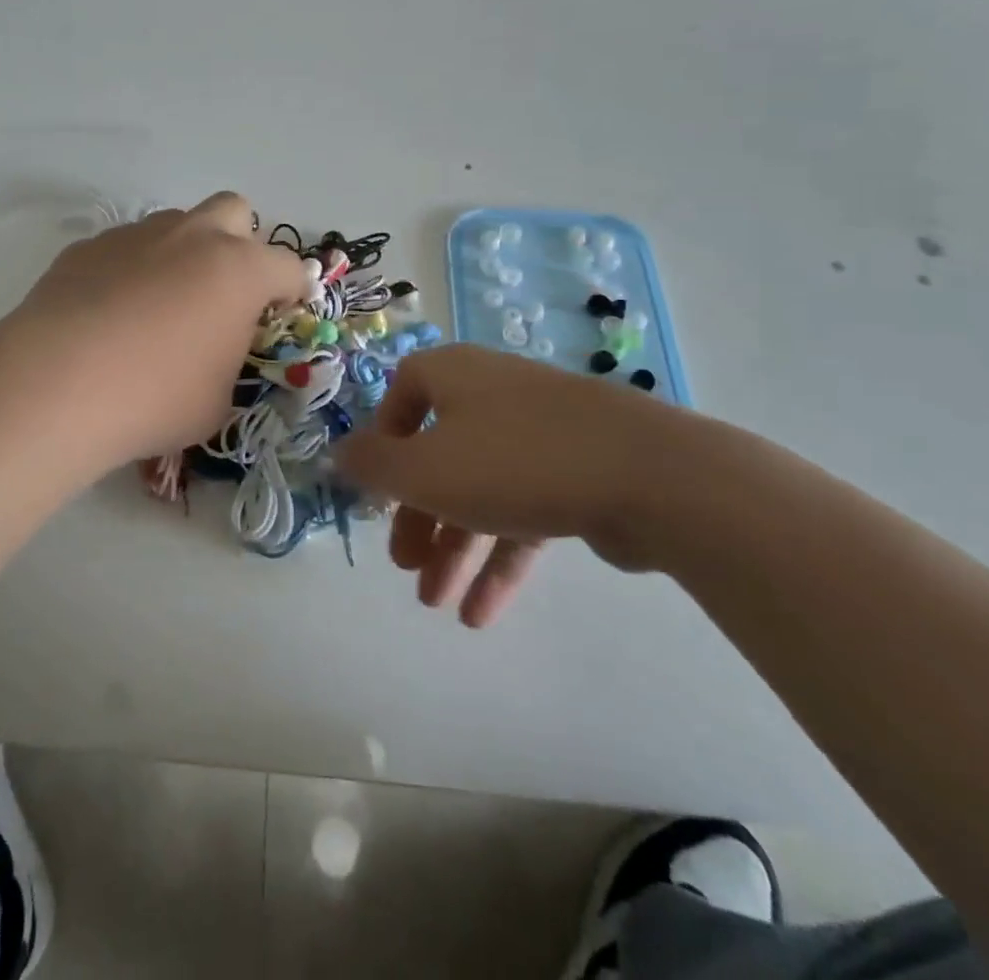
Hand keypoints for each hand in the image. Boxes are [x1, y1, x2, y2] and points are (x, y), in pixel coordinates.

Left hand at [5, 192, 310, 474]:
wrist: (58, 384)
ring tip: (159, 307)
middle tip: (224, 291)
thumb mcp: (217, 400)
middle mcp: (193, 237)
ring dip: (182, 254)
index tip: (283, 313)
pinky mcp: (89, 246)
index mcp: (239, 271)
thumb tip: (214, 352)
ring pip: (176, 225)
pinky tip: (110, 314)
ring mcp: (137, 235)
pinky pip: (126, 248)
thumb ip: (229, 363)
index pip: (289, 267)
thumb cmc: (156, 397)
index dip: (293, 291)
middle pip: (234, 211)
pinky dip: (132, 270)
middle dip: (239, 243)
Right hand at [333, 344, 704, 626]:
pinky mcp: (578, 472)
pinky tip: (482, 613)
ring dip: (456, 547)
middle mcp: (493, 393)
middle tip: (406, 566)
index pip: (402, 395)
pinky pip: (524, 511)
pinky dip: (501, 557)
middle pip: (439, 452)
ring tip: (438, 606)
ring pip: (481, 488)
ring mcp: (540, 432)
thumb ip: (373, 465)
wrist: (648, 476)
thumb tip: (340, 452)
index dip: (384, 442)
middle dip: (418, 515)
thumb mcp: (423, 469)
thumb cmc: (513, 460)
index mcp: (454, 375)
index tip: (378, 490)